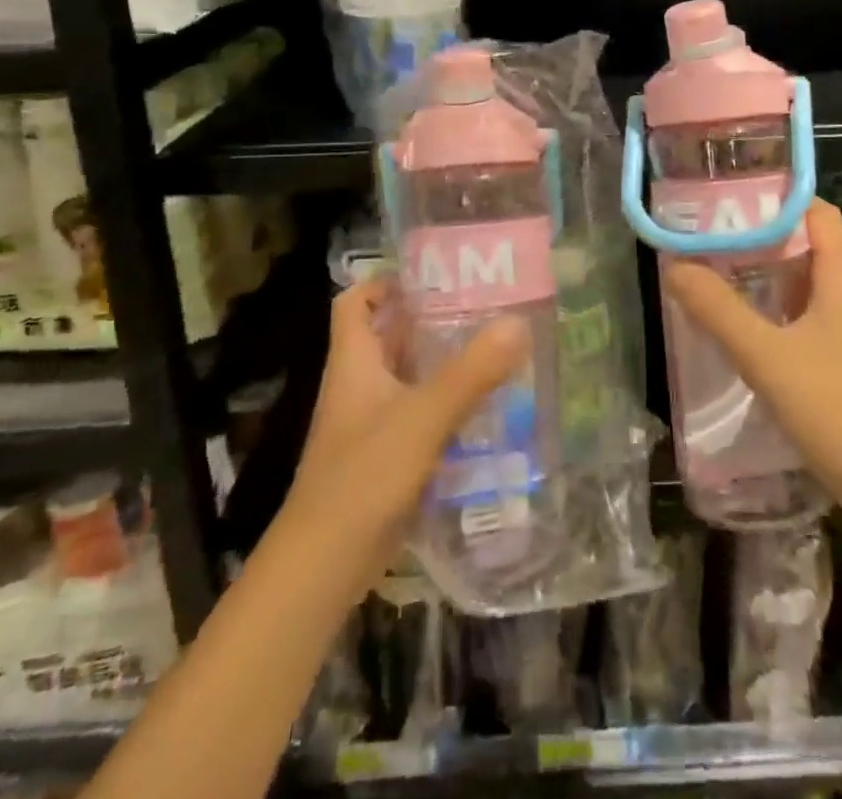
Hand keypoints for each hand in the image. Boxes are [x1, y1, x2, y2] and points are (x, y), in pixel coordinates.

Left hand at [283, 280, 530, 591]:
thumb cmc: (363, 477)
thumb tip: (518, 323)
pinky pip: (417, 415)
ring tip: (492, 347)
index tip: (430, 273)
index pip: (354, 302)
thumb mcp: (423, 418)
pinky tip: (483, 407)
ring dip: (441, 362)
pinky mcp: (384, 458)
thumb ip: (471, 373)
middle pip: (388, 336)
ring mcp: (369, 424)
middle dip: (428, 319)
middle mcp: (359, 386)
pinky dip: (445, 404)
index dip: (383, 282)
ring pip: (406, 377)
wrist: (322, 568)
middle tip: (481, 306)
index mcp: (355, 363)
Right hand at [662, 200, 841, 525]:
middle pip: (808, 241)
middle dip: (760, 233)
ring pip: (807, 279)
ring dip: (766, 270)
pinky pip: (809, 311)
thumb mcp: (767, 357)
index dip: (774, 198)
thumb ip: (718, 310)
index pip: (814, 210)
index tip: (727, 198)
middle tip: (709, 233)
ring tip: (716, 268)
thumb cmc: (836, 411)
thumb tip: (674, 267)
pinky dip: (777, 304)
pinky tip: (745, 321)